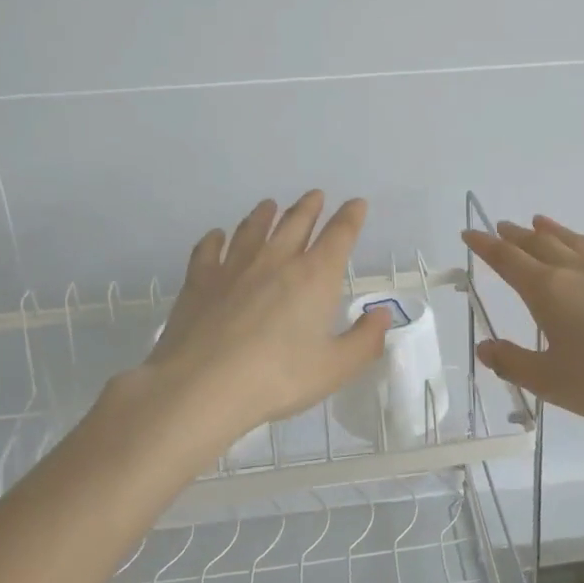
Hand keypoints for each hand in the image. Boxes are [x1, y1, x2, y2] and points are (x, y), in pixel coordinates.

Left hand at [133, 192, 391, 452]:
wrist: (202, 386)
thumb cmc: (277, 378)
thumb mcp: (335, 368)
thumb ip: (365, 340)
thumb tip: (383, 314)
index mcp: (315, 276)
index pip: (340, 234)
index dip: (351, 216)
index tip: (356, 203)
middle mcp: (276, 260)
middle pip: (296, 222)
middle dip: (310, 207)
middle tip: (315, 196)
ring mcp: (234, 266)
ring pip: (253, 229)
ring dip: (264, 214)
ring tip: (269, 205)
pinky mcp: (200, 280)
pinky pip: (208, 249)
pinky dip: (215, 239)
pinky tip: (216, 236)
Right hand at [462, 215, 583, 430]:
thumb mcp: (550, 381)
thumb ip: (512, 362)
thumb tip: (484, 347)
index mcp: (548, 291)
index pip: (507, 260)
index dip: (485, 246)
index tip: (469, 234)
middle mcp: (575, 272)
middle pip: (538, 245)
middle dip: (514, 236)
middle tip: (498, 228)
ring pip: (571, 241)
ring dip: (550, 231)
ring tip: (536, 222)